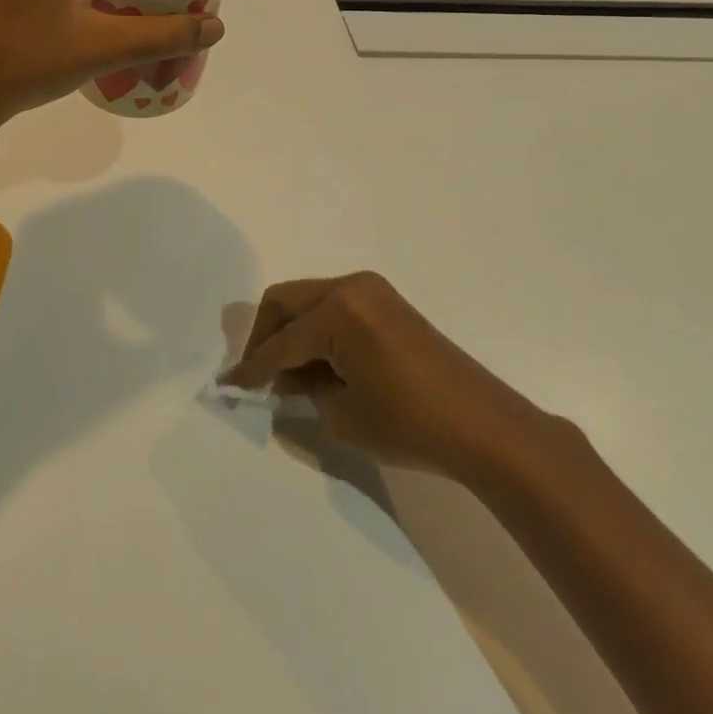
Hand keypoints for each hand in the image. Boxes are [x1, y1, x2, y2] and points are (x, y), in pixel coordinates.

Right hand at [220, 272, 552, 483]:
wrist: (483, 426)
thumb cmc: (410, 424)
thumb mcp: (343, 414)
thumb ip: (305, 388)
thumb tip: (289, 377)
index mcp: (337, 311)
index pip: (281, 343)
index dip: (252, 368)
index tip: (229, 384)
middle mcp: (350, 287)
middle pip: (286, 301)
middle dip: (265, 336)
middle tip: (257, 373)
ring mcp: (371, 290)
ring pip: (308, 300)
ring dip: (292, 331)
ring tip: (289, 374)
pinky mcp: (386, 301)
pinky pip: (334, 306)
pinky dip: (317, 329)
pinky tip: (318, 362)